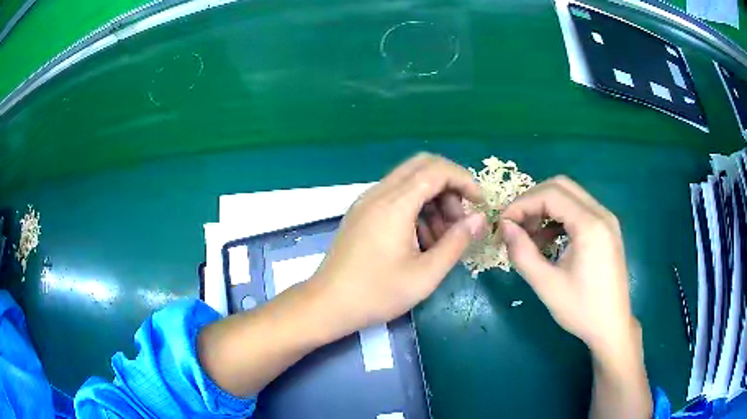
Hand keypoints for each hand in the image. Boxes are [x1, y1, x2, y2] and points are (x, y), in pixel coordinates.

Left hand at [310, 153, 486, 336]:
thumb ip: (456, 242)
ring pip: (409, 181)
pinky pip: (395, 196)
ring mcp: (367, 201)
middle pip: (422, 166)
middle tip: (459, 220)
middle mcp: (379, 193)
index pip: (436, 170)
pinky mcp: (361, 212)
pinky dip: (416, 207)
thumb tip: (479, 219)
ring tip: (442, 238)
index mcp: (395, 204)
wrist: (327, 304)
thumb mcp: (425, 274)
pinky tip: (421, 240)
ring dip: (433, 199)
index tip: (480, 204)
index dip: (464, 180)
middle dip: (449, 186)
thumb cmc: (377, 294)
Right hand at [499, 176, 636, 355]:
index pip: (551, 194)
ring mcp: (606, 219)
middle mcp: (601, 213)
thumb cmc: (581, 310)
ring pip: (570, 196)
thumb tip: (504, 227)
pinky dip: (558, 217)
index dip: (522, 204)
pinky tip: (548, 241)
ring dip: (545, 208)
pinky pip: (578, 210)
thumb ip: (522, 253)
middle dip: (533, 201)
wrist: (612, 326)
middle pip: (561, 186)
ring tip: (529, 236)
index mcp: (590, 225)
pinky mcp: (607, 229)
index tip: (503, 224)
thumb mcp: (547, 285)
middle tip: (515, 225)